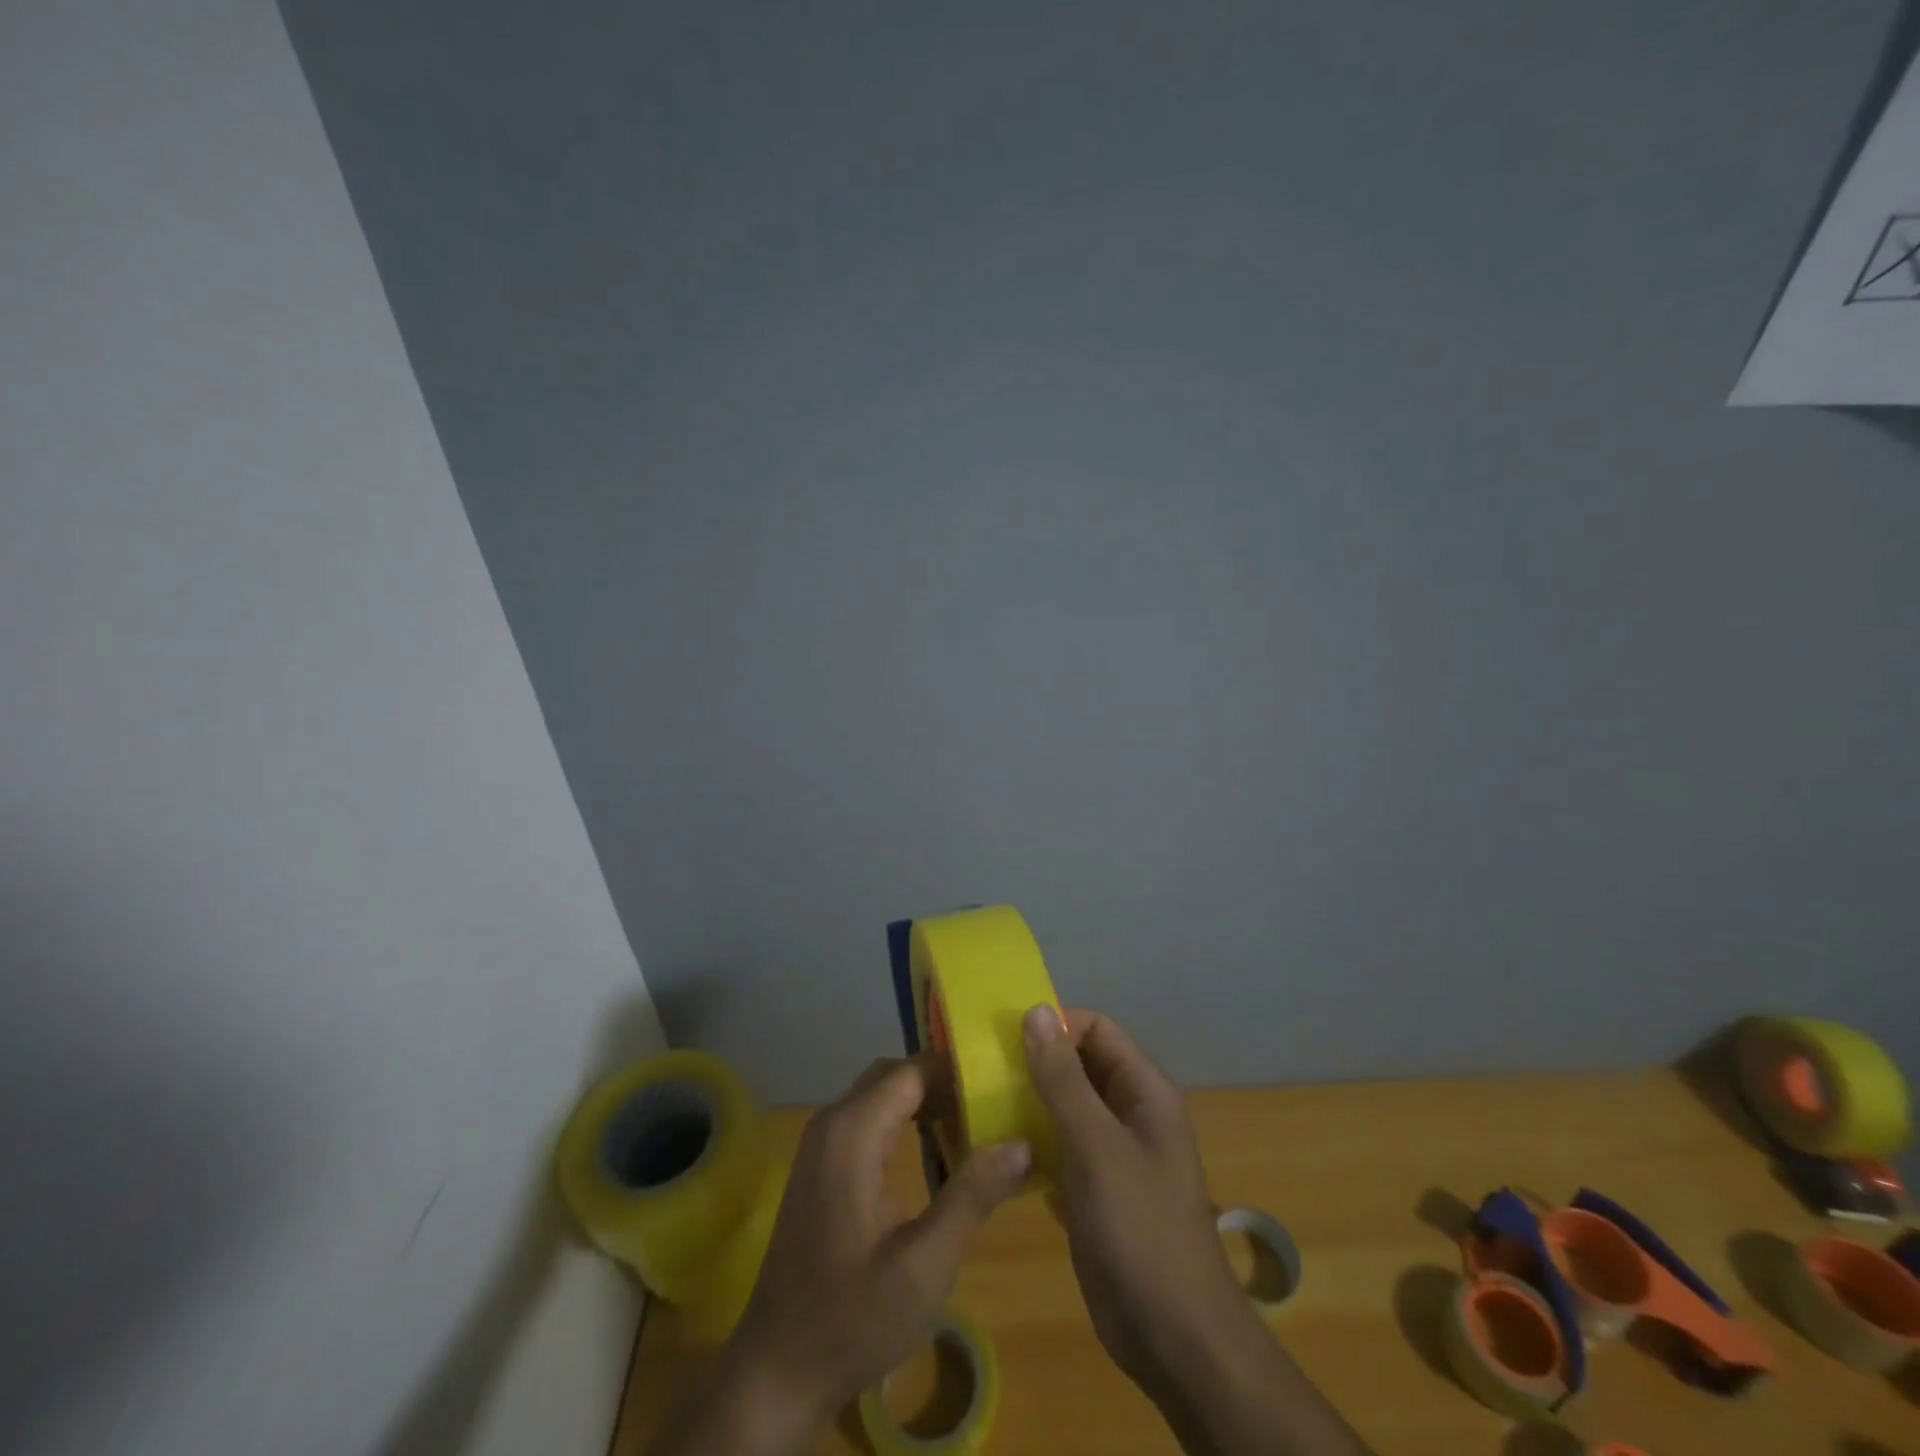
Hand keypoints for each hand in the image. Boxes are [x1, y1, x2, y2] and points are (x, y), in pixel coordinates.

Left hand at [650, 1056, 1030, 1454]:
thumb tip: (1022, 1144)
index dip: (957, 1071)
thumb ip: (972, 1197)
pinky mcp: (822, 1166)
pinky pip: (868, 1119)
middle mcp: (832, 1123)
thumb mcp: (923, 1265)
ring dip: (925, 1100)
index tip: (1001, 1084)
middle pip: (895, 1076)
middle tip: (993, 1104)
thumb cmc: (852, 1317)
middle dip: (944, 1082)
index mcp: (852, 1132)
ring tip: (975, 1123)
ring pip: (881, 1095)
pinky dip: (904, 1120)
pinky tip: (937, 1150)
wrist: (778, 1370)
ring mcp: (822, 1144)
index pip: (912, 1071)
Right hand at [1021, 1006, 1247, 1385]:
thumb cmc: (1141, 1229)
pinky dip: (1033, 1143)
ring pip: (1066, 1106)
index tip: (1005, 1042)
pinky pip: (1060, 1147)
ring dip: (1029, 1103)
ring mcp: (1113, 1152)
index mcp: (1144, 1090)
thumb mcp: (1097, 1146)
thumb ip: (1063, 1079)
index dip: (1055, 1027)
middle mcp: (1130, 1112)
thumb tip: (1036, 1010)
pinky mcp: (1095, 1189)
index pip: (1096, 1029)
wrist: (1175, 1339)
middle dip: (1035, 1063)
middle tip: (983, 1074)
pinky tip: (999, 1153)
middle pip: (1080, 1065)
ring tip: (981, 1107)